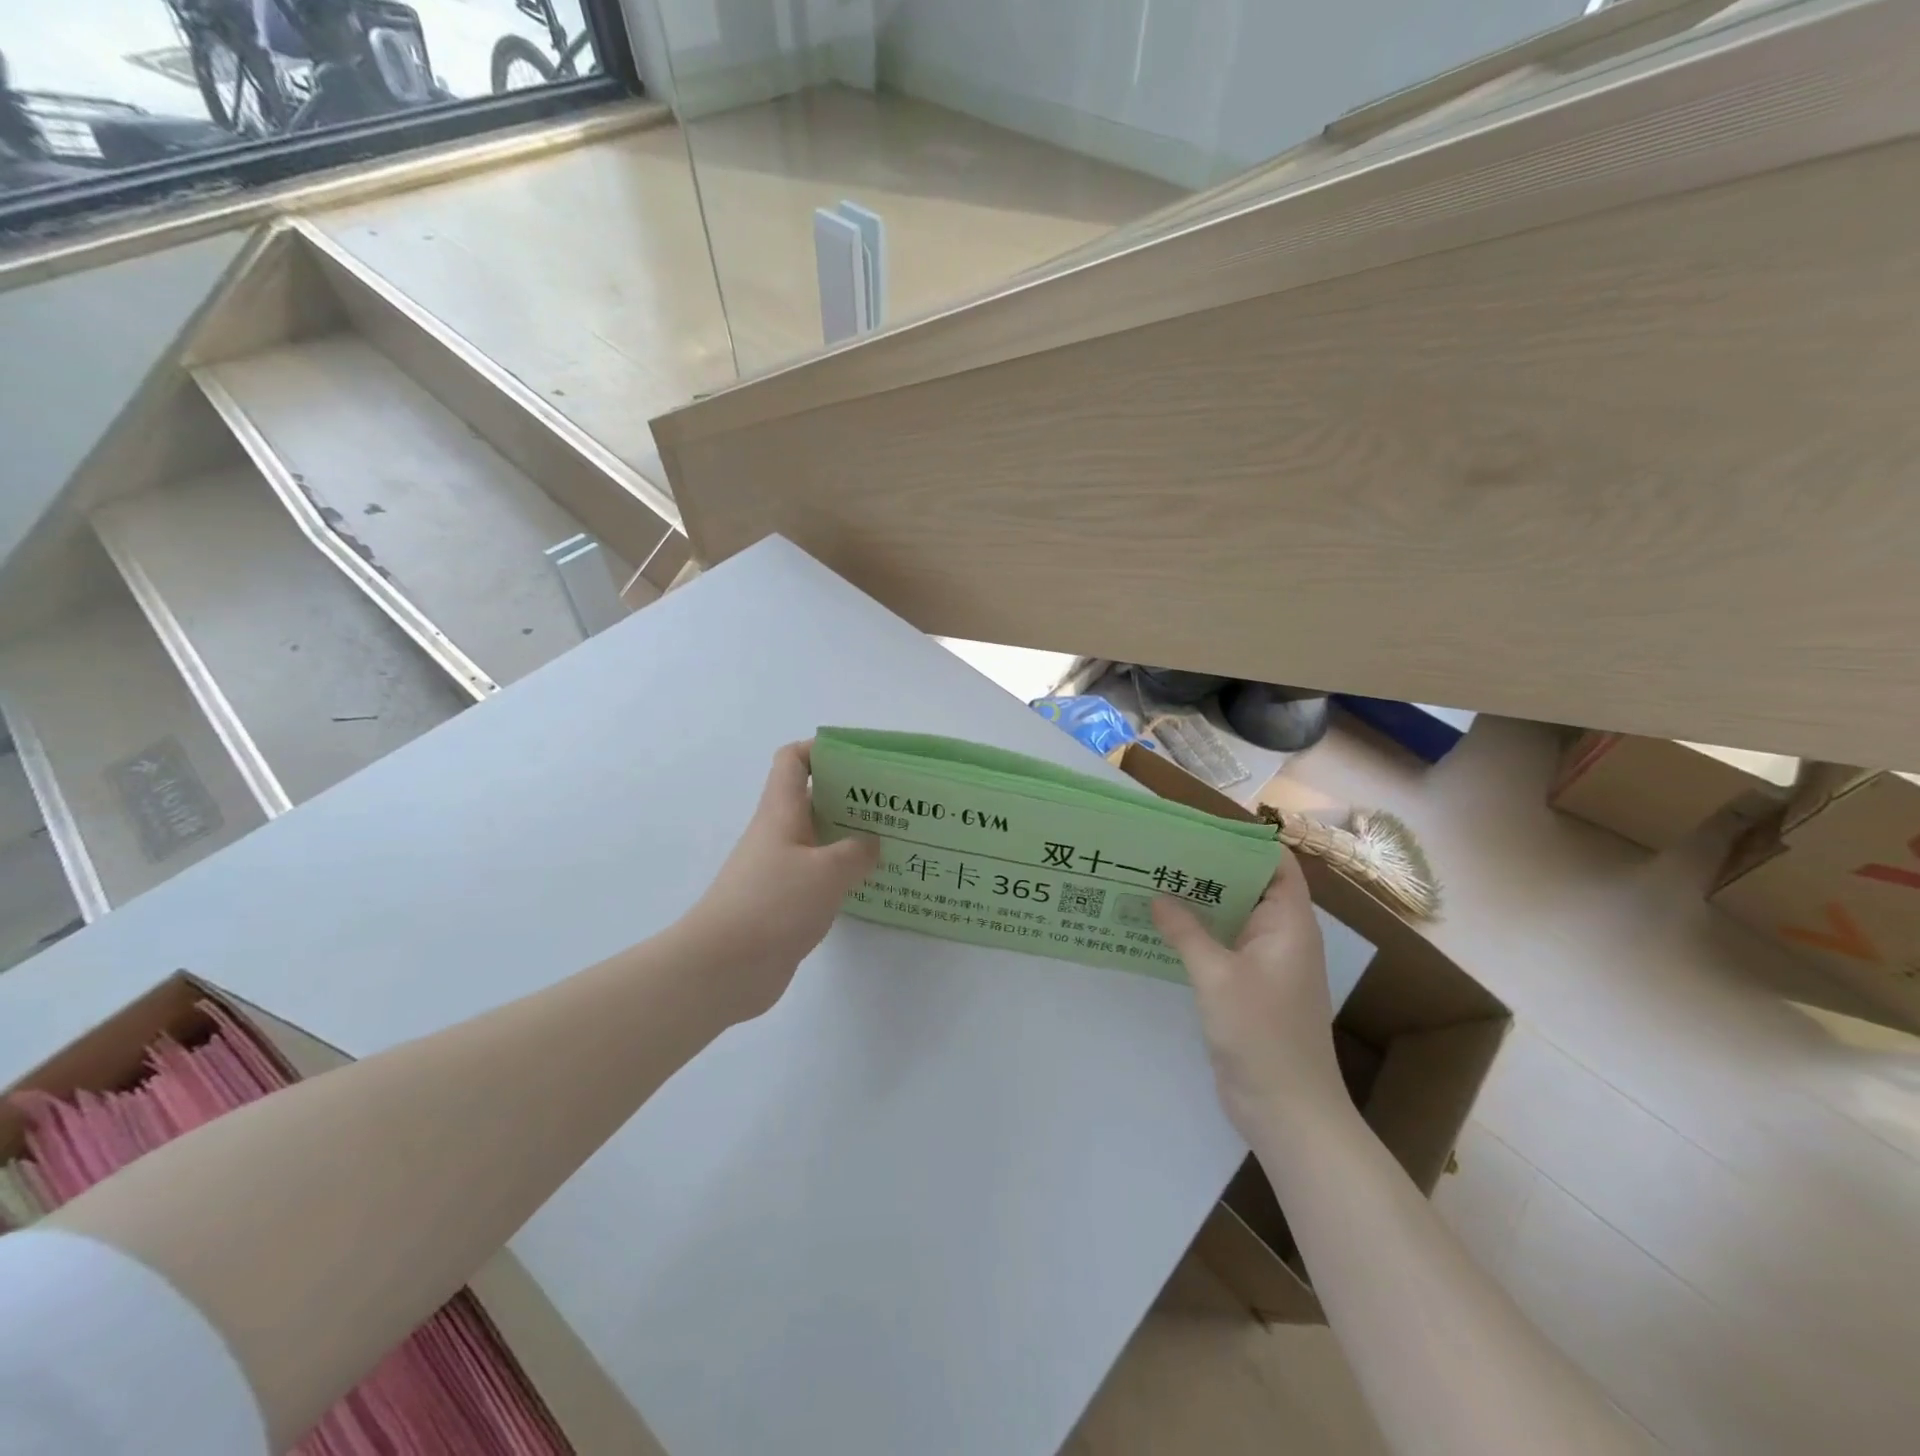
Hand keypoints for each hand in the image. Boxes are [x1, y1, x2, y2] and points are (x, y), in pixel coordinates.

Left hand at [679, 741, 880, 1022]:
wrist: (723, 968)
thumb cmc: (774, 904)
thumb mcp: (827, 871)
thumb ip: (857, 852)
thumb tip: (871, 843)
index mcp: (781, 812)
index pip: (793, 761)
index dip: (821, 749)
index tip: (860, 760)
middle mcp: (778, 834)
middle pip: (812, 799)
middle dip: (851, 796)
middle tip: (893, 804)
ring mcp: (778, 870)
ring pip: (818, 840)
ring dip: (850, 838)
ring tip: (893, 841)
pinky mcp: (783, 903)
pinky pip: (817, 876)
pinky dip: (842, 874)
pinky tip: (871, 883)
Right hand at [1153, 852, 1345, 1140]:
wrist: (1286, 1111)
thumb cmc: (1261, 1035)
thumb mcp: (1216, 976)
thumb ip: (1186, 931)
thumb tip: (1157, 895)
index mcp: (1289, 924)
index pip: (1276, 864)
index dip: (1244, 842)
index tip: (1198, 830)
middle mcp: (1281, 936)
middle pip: (1249, 886)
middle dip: (1209, 868)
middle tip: (1162, 853)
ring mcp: (1265, 963)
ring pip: (1233, 917)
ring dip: (1199, 903)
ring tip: (1153, 882)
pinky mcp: (1248, 987)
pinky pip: (1223, 946)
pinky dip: (1197, 934)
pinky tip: (1161, 929)